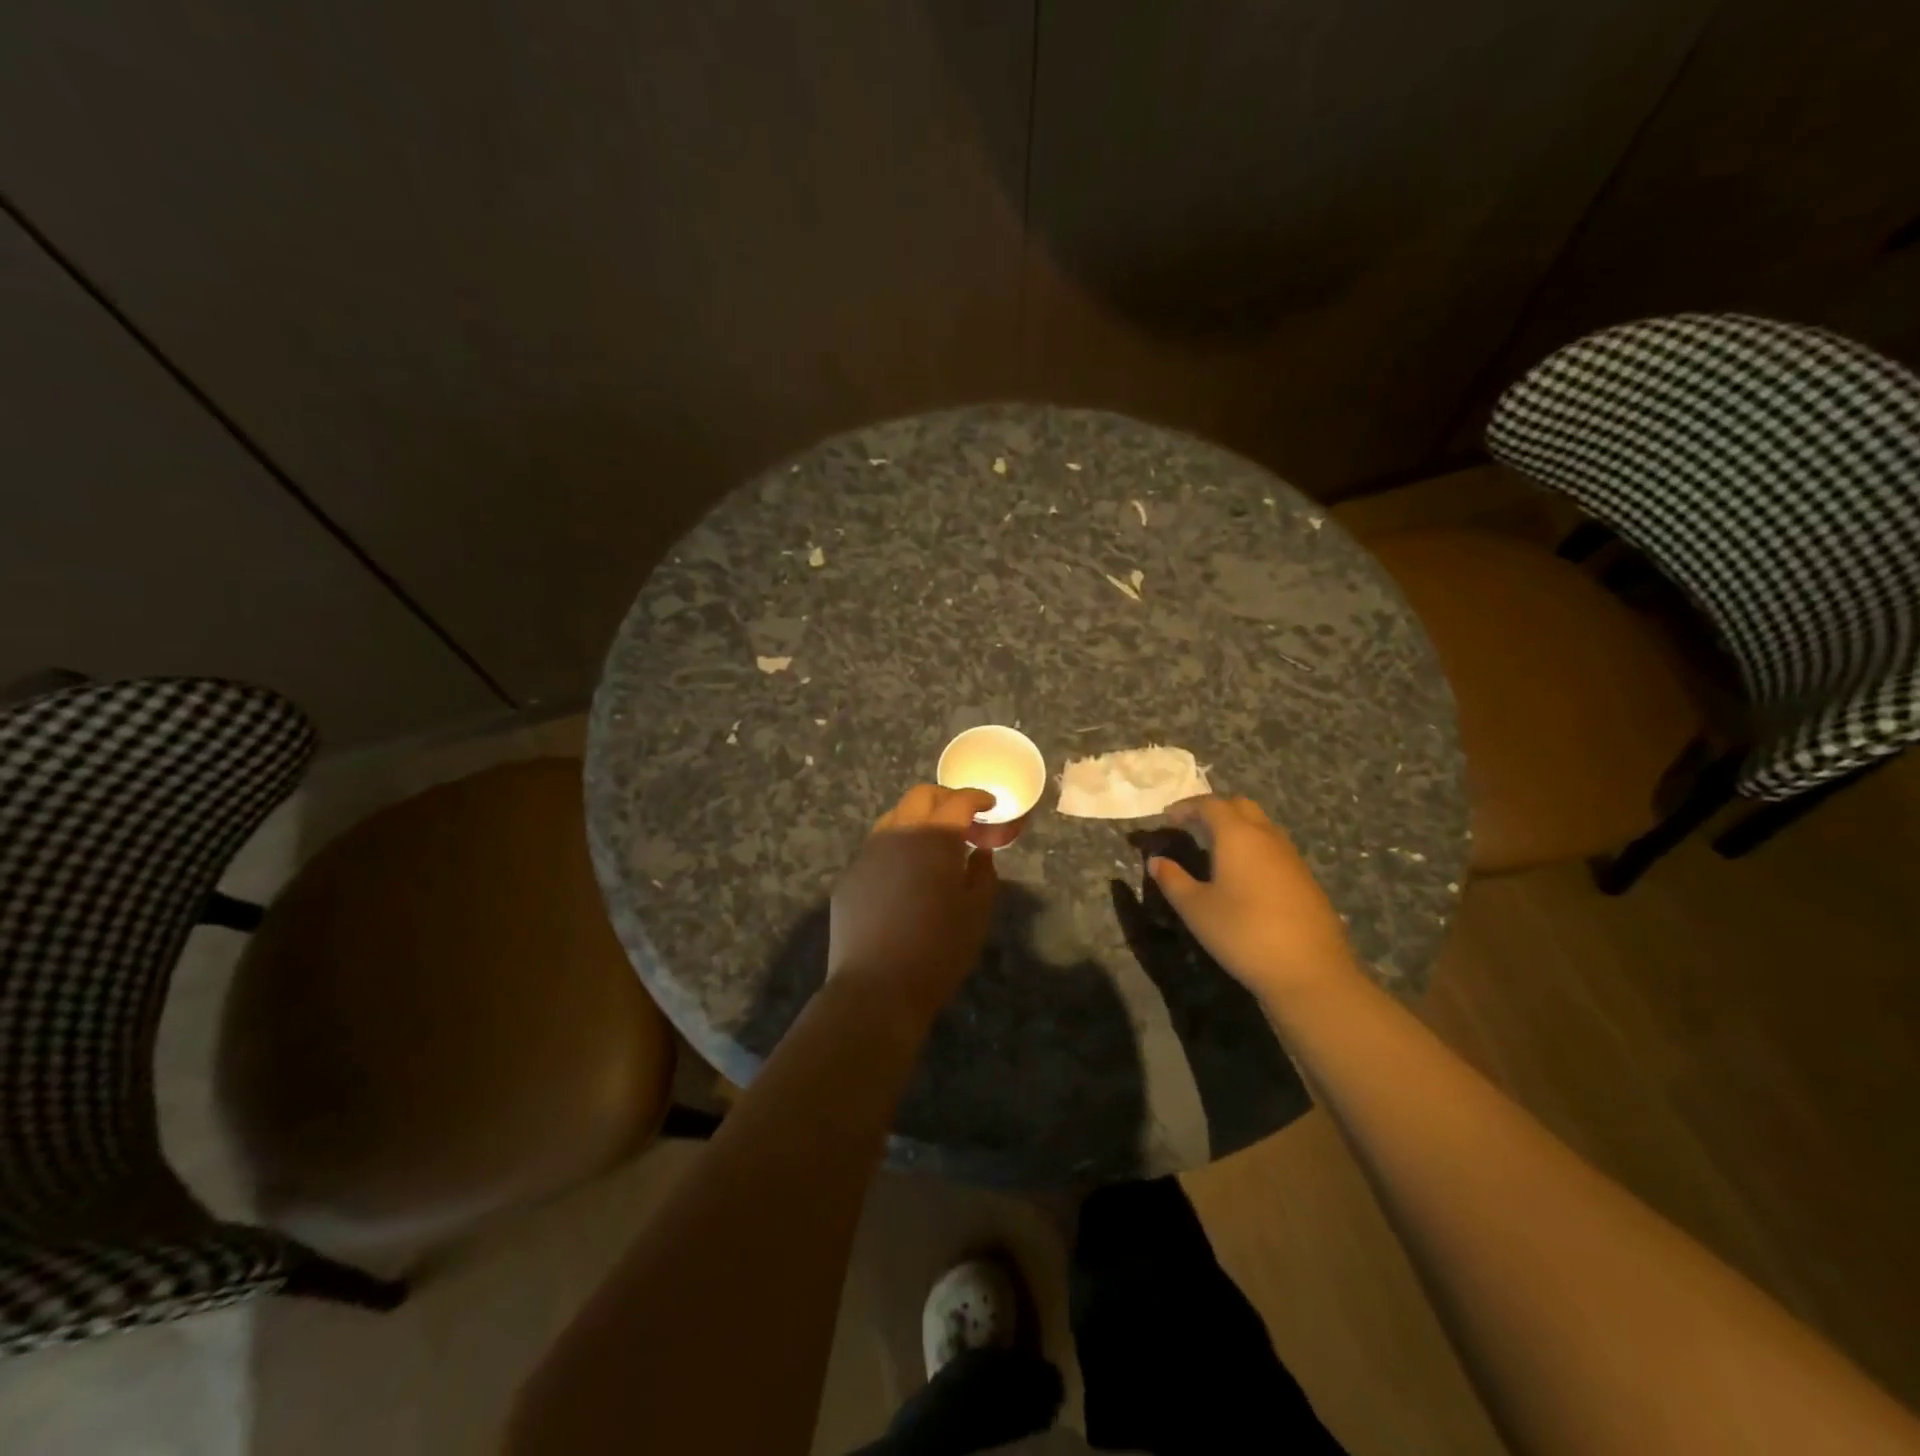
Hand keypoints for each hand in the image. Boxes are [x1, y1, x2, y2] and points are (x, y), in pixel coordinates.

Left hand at [828, 785, 998, 1026]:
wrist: (876, 988)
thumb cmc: (938, 950)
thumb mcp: (977, 913)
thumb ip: (984, 874)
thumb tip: (979, 852)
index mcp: (934, 837)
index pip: (958, 801)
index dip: (977, 797)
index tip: (990, 803)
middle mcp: (897, 834)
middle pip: (920, 797)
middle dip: (945, 799)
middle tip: (963, 817)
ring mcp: (867, 854)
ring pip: (893, 819)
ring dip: (917, 820)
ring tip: (933, 845)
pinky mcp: (848, 878)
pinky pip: (876, 850)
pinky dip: (896, 849)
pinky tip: (904, 876)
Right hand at [1148, 796, 1357, 998]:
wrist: (1310, 971)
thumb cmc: (1243, 933)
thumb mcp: (1196, 909)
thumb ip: (1173, 880)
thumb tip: (1156, 861)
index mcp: (1237, 836)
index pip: (1210, 804)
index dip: (1187, 806)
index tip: (1169, 816)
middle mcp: (1266, 836)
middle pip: (1240, 806)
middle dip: (1215, 809)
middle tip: (1192, 825)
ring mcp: (1290, 856)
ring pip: (1261, 825)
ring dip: (1237, 826)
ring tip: (1215, 848)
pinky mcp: (1305, 878)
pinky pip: (1274, 847)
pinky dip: (1254, 847)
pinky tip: (1244, 874)